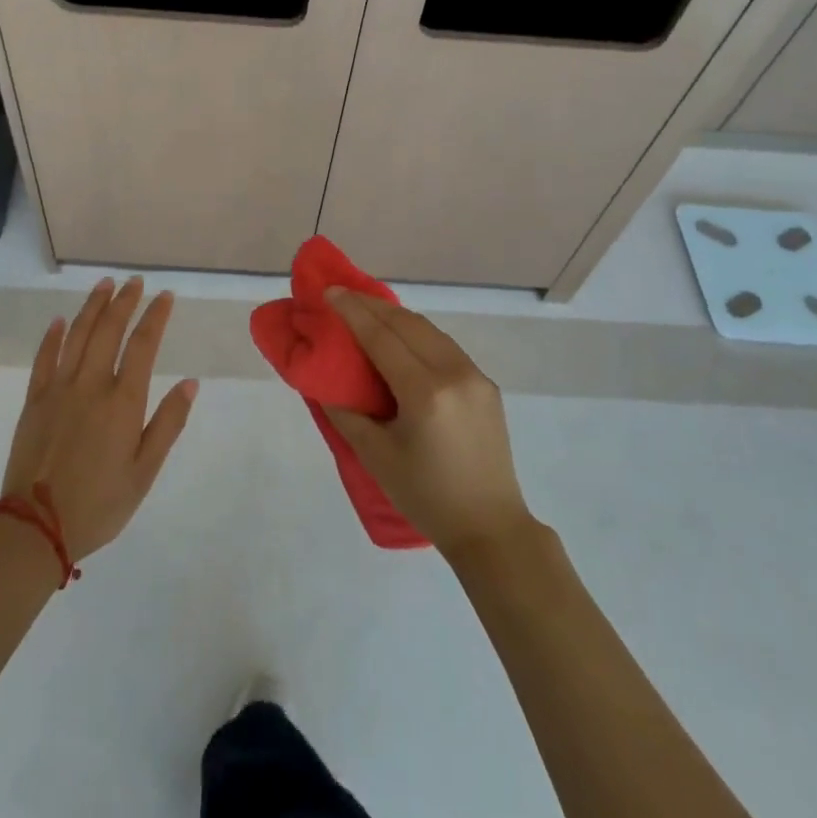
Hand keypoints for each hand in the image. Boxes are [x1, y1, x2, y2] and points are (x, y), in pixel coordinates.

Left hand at [0, 278, 196, 560]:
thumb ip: (168, 423)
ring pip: (77, 335)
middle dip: (124, 301)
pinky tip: (60, 320)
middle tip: (135, 281)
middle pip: (108, 330)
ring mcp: (58, 389)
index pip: (143, 345)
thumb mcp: (145, 471)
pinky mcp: (34, 401)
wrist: (35, 528)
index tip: (165, 296)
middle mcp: (91, 385)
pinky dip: (53, 336)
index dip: (155, 316)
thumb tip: (190, 383)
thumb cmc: (99, 503)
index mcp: (123, 401)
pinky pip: (44, 359)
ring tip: (105, 285)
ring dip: (92, 307)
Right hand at [321, 289, 533, 558]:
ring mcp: (474, 376)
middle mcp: (454, 373)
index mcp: (425, 392)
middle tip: (342, 295)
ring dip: (395, 316)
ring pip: (428, 330)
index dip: (353, 311)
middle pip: (407, 324)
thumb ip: (347, 413)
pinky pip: (444, 346)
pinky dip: (417, 334)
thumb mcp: (376, 457)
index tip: (329, 291)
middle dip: (371, 305)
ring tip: (366, 310)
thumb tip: (326, 382)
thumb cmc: (426, 496)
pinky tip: (400, 337)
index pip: (382, 337)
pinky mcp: (485, 384)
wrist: (490, 527)